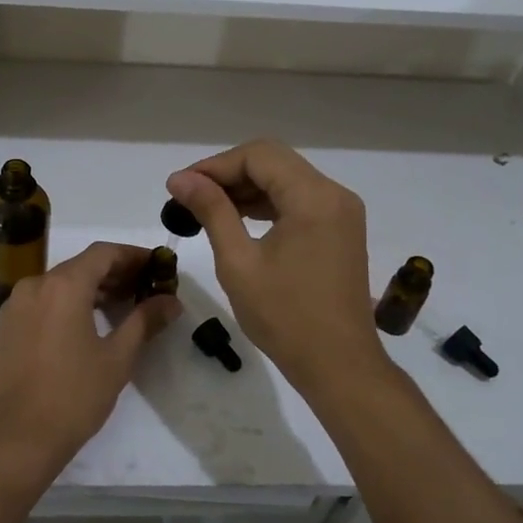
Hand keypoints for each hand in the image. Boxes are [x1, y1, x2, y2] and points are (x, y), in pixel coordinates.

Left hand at [0, 242, 179, 481]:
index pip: (103, 252)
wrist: (15, 439)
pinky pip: (44, 300)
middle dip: (116, 273)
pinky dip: (69, 302)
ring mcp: (16, 305)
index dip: (134, 255)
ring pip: (61, 283)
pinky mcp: (7, 326)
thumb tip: (171, 301)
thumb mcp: (117, 358)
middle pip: (81, 265)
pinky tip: (90, 323)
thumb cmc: (73, 396)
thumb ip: (144, 321)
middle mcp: (35, 284)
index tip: (159, 267)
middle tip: (148, 288)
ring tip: (124, 306)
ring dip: (93, 288)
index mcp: (63, 285)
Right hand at [166, 141, 383, 391]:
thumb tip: (181, 178)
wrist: (340, 366)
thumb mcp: (238, 262)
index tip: (181, 186)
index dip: (215, 165)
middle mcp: (334, 194)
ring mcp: (342, 212)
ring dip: (247, 188)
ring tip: (206, 208)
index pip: (258, 156)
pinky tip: (238, 220)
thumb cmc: (285, 317)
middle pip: (274, 162)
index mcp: (314, 197)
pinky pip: (299, 200)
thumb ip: (212, 211)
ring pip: (286, 179)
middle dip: (229, 173)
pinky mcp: (340, 230)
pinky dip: (267, 204)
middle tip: (190, 196)